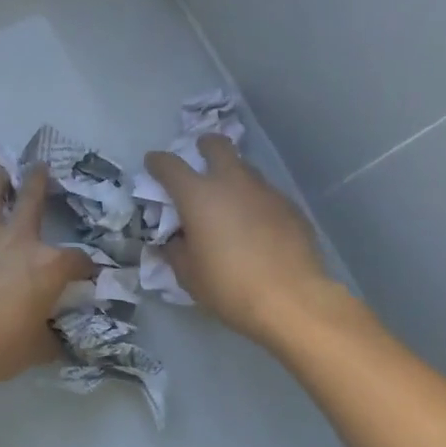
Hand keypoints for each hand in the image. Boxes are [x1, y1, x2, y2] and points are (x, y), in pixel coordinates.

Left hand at [0, 165, 95, 399]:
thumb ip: (50, 338)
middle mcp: (19, 239)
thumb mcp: (35, 350)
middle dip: (39, 181)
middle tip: (40, 167)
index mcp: (49, 266)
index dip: (86, 267)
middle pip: (33, 197)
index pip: (78, 260)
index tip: (85, 273)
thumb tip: (56, 339)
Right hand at [143, 136, 336, 344]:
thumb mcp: (188, 274)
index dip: (158, 161)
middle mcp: (232, 183)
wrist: (292, 300)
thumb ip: (176, 249)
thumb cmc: (229, 287)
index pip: (170, 165)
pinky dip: (255, 202)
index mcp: (198, 196)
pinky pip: (266, 194)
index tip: (153, 163)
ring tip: (229, 203)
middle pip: (218, 146)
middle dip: (205, 146)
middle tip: (201, 157)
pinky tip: (256, 227)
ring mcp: (265, 192)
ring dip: (233, 177)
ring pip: (245, 169)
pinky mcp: (290, 207)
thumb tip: (176, 239)